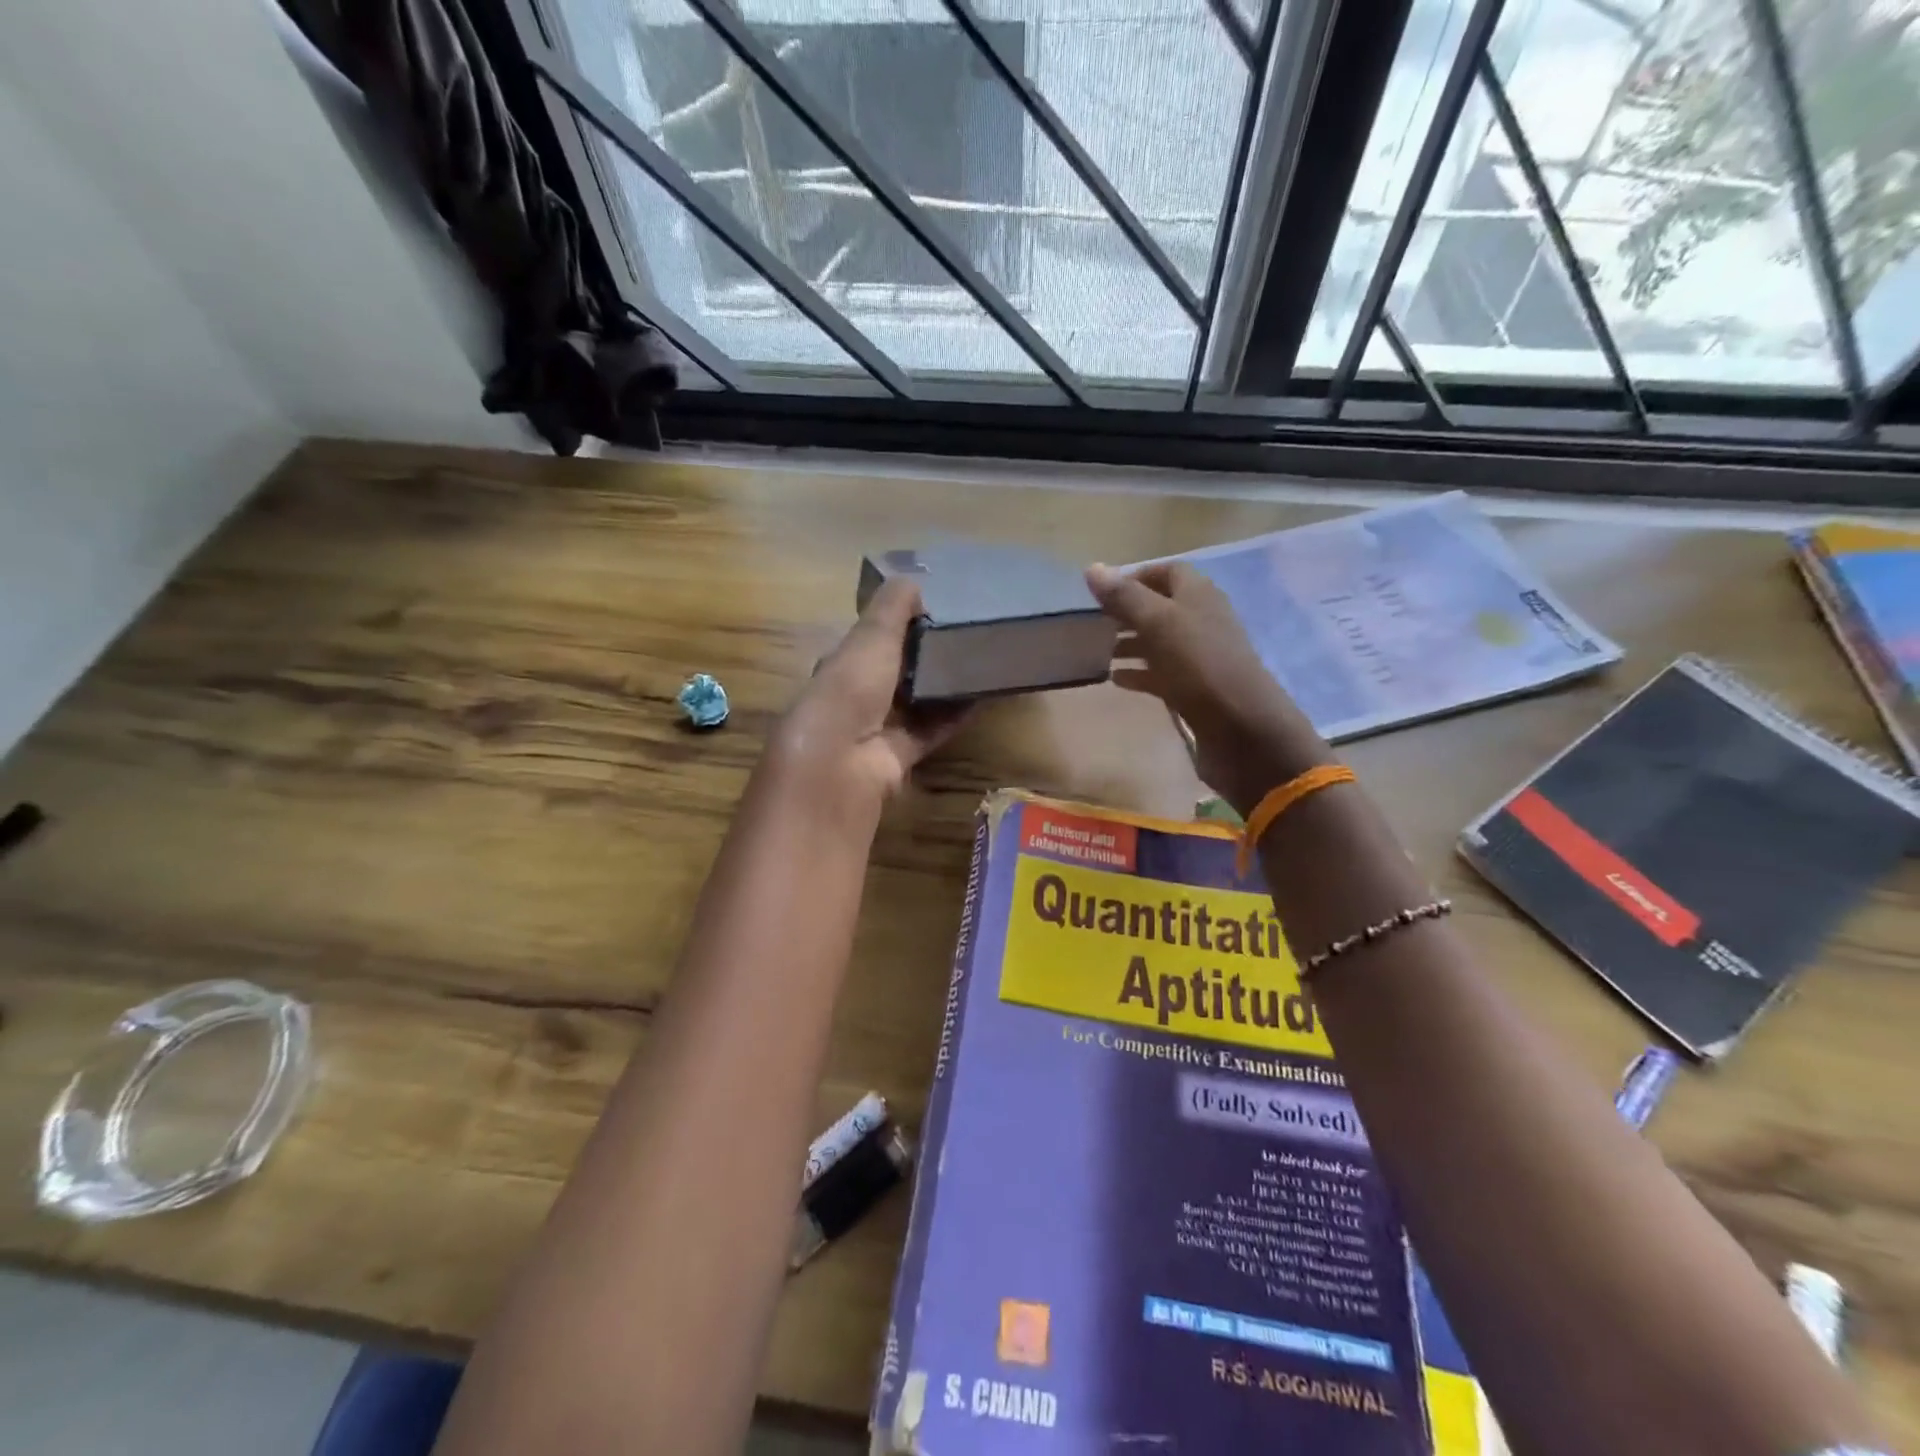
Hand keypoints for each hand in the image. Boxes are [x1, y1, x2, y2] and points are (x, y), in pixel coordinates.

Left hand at [770, 578, 969, 810]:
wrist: (840, 762)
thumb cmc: (851, 688)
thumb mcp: (872, 636)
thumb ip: (892, 608)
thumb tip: (912, 579)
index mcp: (841, 665)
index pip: (869, 641)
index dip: (895, 626)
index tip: (931, 609)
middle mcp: (855, 698)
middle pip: (894, 674)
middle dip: (922, 658)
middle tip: (962, 636)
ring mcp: (876, 731)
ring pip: (914, 703)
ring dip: (941, 688)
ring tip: (978, 665)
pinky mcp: (898, 758)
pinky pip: (930, 731)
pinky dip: (953, 717)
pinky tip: (981, 699)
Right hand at [1087, 561, 1333, 814]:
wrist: (1243, 730)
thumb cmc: (1200, 666)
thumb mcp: (1159, 624)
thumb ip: (1125, 597)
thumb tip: (1092, 568)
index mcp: (1199, 595)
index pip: (1166, 572)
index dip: (1135, 577)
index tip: (1101, 592)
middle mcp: (1202, 621)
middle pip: (1161, 607)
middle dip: (1127, 612)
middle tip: (1092, 623)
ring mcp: (1201, 657)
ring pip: (1160, 642)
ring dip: (1130, 644)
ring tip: (1096, 652)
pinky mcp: (1196, 690)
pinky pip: (1162, 675)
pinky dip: (1139, 674)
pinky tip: (1116, 680)